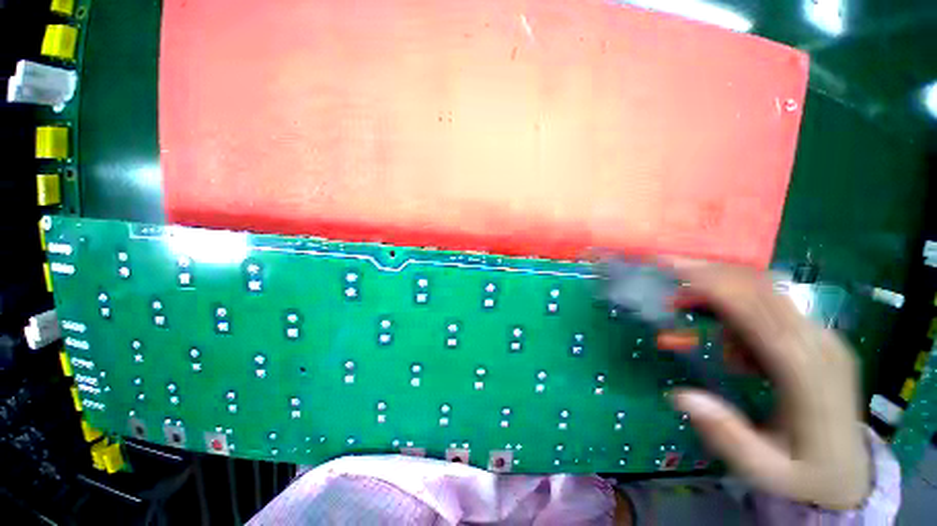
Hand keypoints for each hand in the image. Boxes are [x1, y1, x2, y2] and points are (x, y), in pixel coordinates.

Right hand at [663, 261, 870, 509]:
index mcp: (807, 374)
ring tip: (690, 308)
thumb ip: (727, 436)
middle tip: (670, 279)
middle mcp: (820, 344)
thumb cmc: (805, 474)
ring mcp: (825, 337)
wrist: (850, 472)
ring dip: (722, 290)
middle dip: (711, 275)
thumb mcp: (765, 471)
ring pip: (768, 292)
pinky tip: (730, 339)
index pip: (758, 312)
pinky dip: (740, 306)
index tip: (673, 270)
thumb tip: (681, 395)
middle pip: (763, 290)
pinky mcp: (820, 337)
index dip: (714, 286)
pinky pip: (775, 305)